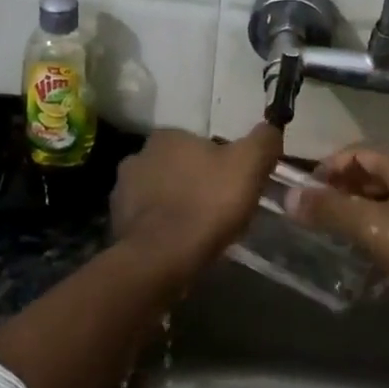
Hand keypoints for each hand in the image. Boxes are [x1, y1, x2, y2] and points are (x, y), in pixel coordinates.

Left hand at [110, 124, 283, 271]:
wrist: (162, 259)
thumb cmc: (207, 203)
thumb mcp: (249, 165)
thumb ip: (263, 141)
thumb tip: (271, 128)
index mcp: (166, 136)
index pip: (198, 142)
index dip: (219, 161)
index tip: (234, 183)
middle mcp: (137, 157)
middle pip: (177, 167)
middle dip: (195, 182)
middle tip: (220, 207)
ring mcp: (122, 192)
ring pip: (160, 193)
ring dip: (176, 205)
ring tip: (201, 229)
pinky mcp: (117, 225)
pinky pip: (148, 221)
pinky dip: (163, 229)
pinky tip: (180, 244)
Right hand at [288, 146, 388, 301]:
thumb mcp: (375, 228)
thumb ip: (331, 211)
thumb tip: (289, 196)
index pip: (357, 151)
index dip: (328, 168)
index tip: (307, 194)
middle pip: (377, 172)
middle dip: (346, 191)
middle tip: (323, 217)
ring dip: (369, 212)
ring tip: (348, 238)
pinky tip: (386, 261)